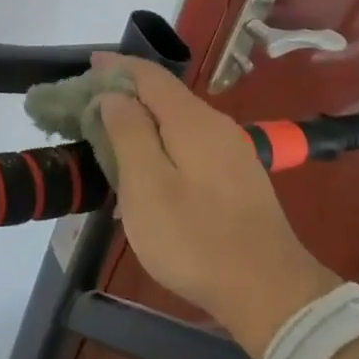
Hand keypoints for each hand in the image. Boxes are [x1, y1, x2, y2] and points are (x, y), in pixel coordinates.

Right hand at [93, 52, 339, 358]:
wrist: (270, 293)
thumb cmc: (195, 239)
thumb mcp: (147, 186)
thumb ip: (128, 133)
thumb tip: (113, 95)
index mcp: (192, 121)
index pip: (150, 76)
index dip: (117, 66)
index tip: (88, 64)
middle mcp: (215, 126)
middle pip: (165, 95)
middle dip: (127, 92)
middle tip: (89, 104)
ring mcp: (231, 152)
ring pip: (178, 120)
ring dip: (143, 119)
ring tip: (111, 133)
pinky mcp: (237, 178)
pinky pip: (190, 142)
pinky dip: (161, 140)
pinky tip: (148, 165)